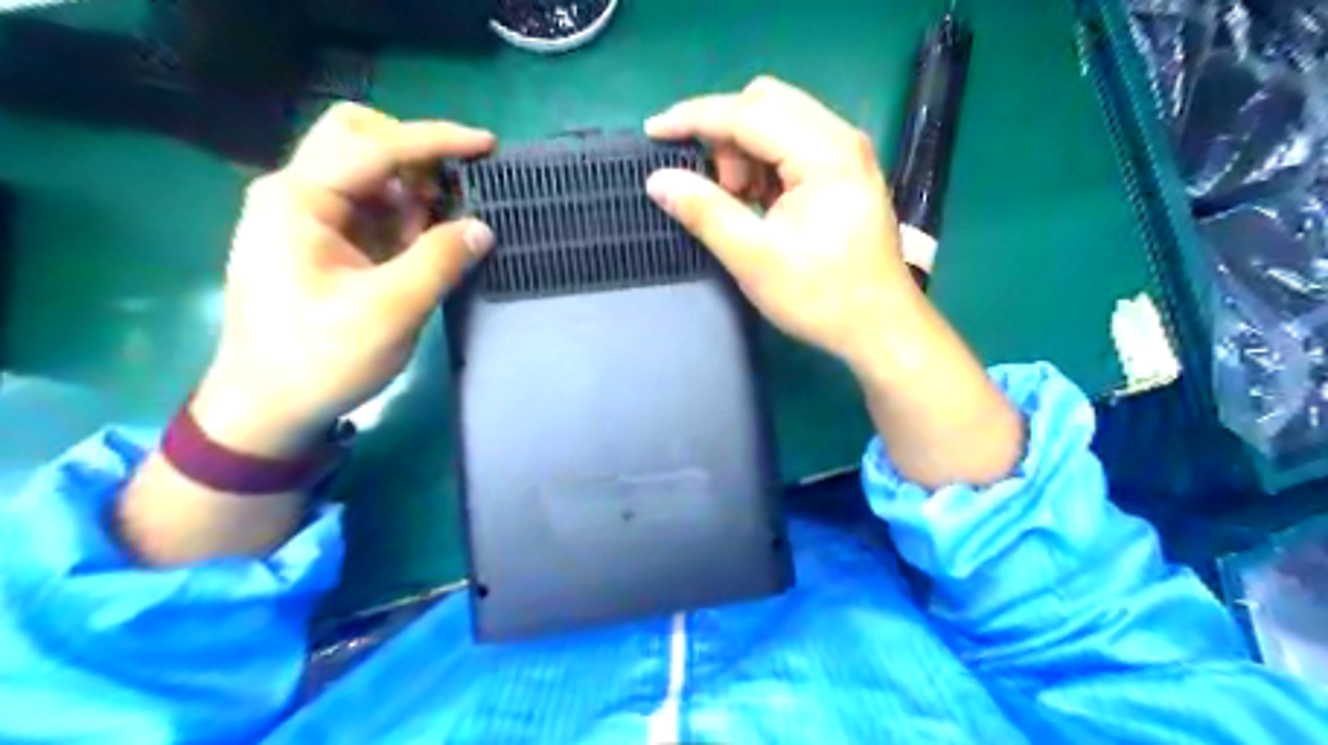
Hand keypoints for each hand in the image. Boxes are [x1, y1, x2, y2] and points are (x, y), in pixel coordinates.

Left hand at [189, 103, 490, 456]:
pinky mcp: (322, 244)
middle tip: (455, 191)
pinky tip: (426, 245)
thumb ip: (440, 261)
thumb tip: (483, 227)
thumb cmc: (321, 359)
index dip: (436, 140)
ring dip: (414, 191)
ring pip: (368, 175)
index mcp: (299, 201)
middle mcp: (297, 195)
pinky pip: (370, 210)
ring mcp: (307, 219)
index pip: (374, 145)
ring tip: (447, 229)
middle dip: (415, 155)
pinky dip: (405, 218)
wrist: (268, 408)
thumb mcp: (391, 311)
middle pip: (359, 139)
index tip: (488, 146)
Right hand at [651, 78, 1018, 489]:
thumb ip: (705, 212)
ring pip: (777, 123)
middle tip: (712, 188)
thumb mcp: (754, 258)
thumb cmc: (821, 297)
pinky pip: (792, 146)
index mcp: (824, 153)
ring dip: (743, 154)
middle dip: (724, 137)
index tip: (652, 132)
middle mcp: (840, 139)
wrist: (881, 329)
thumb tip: (658, 181)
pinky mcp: (845, 173)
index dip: (693, 118)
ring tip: (738, 205)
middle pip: (765, 104)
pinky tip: (758, 205)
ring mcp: (847, 154)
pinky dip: (763, 167)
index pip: (747, 112)